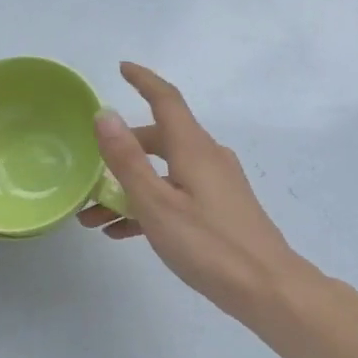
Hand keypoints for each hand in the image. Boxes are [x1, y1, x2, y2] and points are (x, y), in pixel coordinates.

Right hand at [80, 62, 303, 322]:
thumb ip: (127, 159)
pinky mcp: (220, 208)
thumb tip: (104, 114)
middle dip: (121, 151)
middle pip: (159, 139)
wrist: (267, 289)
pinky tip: (123, 233)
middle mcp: (207, 157)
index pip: (166, 99)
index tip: (122, 67)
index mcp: (193, 148)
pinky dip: (149, 204)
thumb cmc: (208, 244)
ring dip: (128, 187)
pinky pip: (176, 193)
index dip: (143, 80)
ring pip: (164, 171)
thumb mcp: (155, 203)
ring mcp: (216, 184)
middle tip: (90, 172)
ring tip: (95, 217)